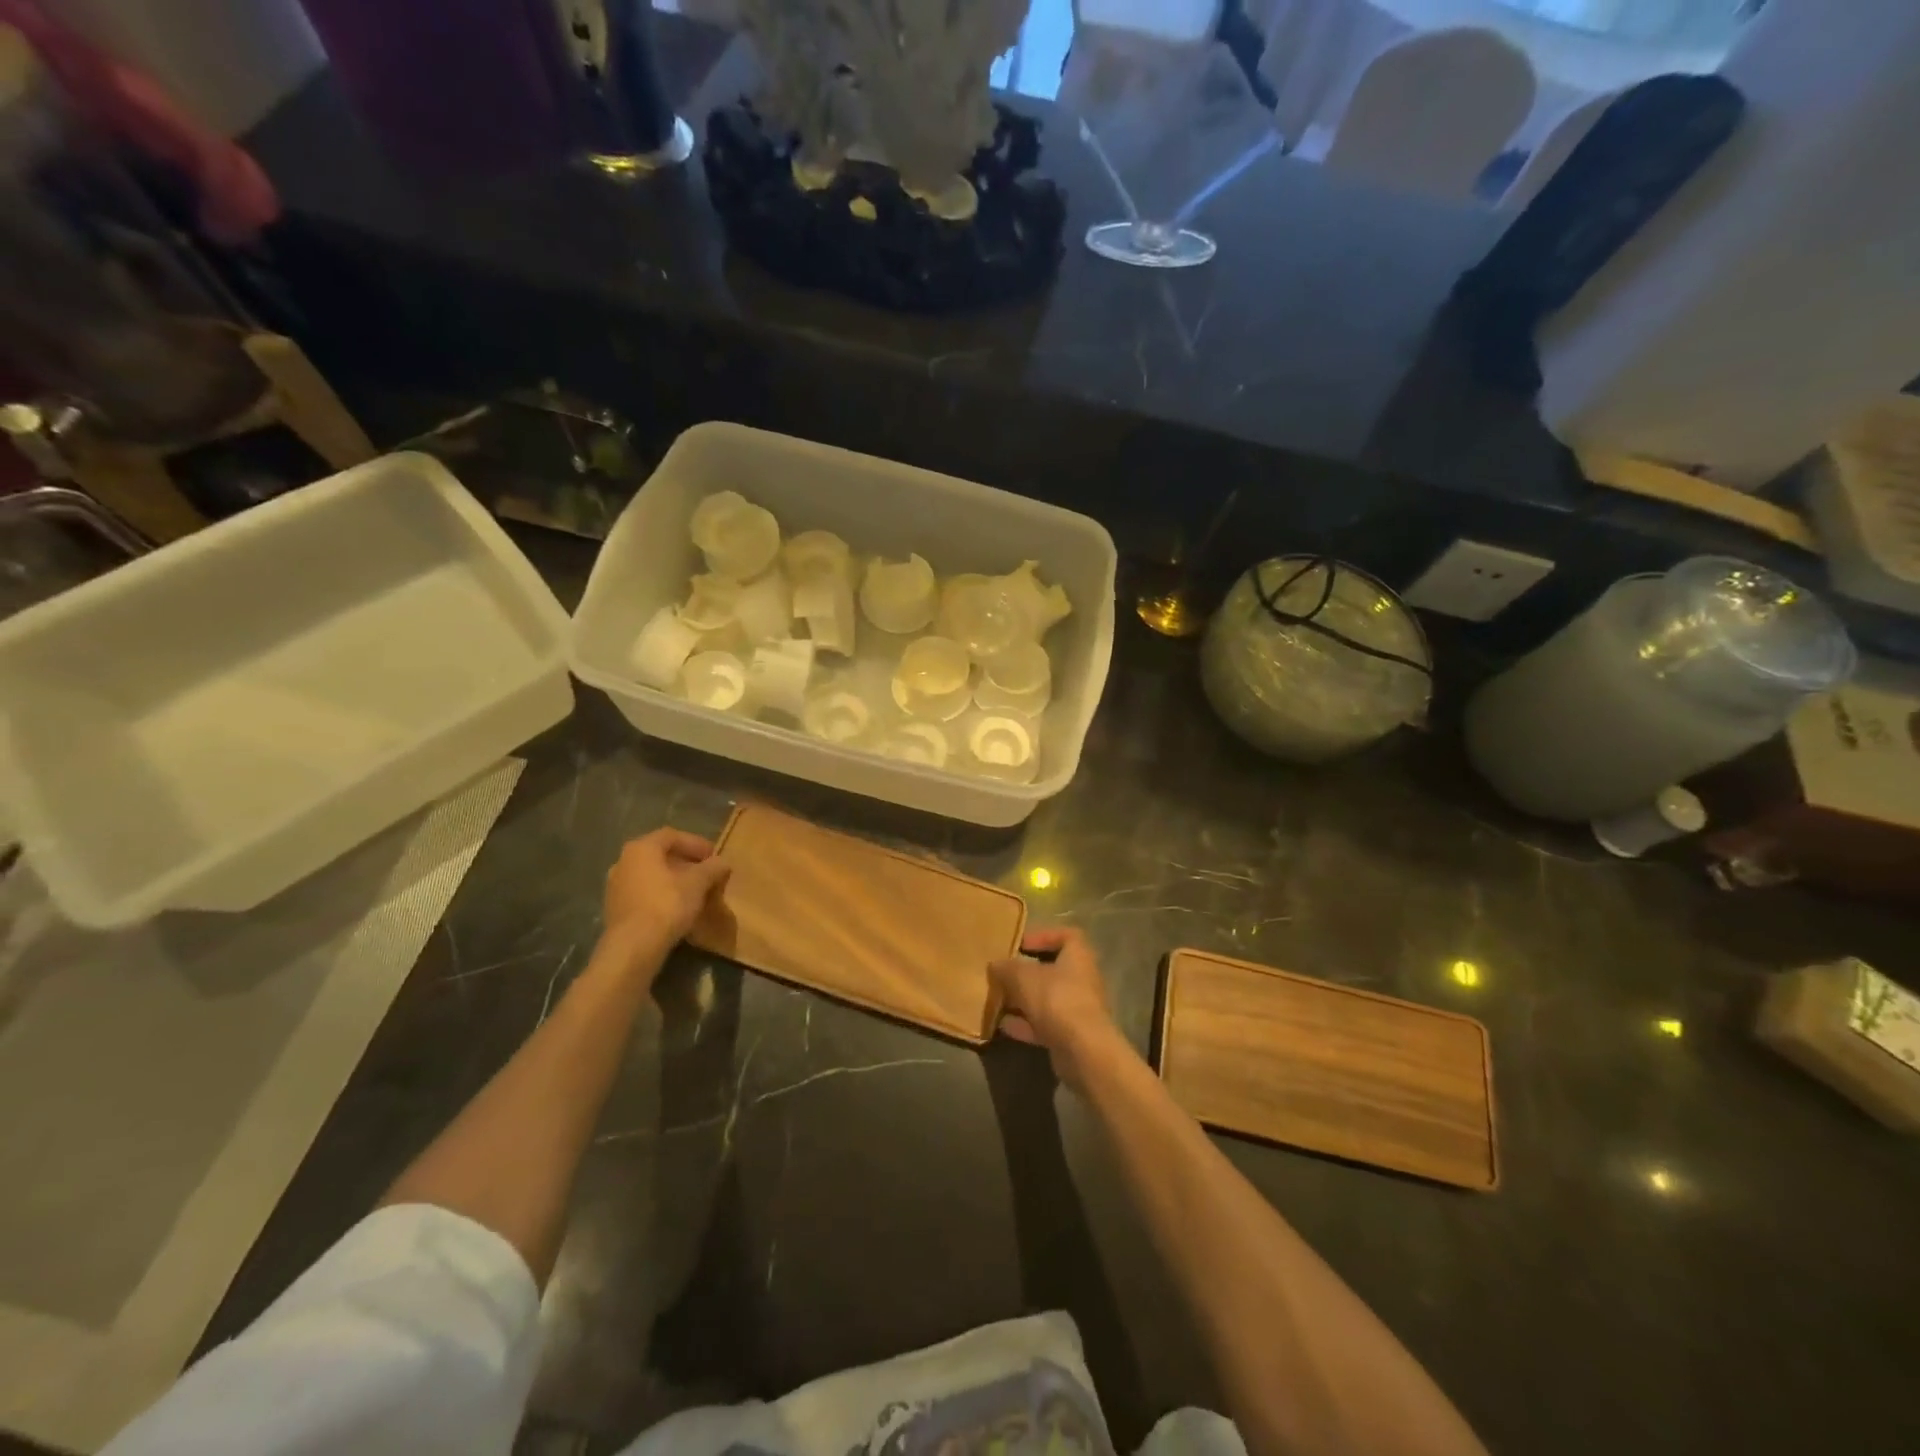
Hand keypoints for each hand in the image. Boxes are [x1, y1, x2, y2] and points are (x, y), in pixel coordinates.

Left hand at [602, 829, 729, 960]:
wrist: (633, 947)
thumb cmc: (667, 905)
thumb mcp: (698, 883)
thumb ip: (712, 868)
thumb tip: (723, 862)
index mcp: (641, 848)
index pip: (672, 836)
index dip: (696, 843)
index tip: (714, 856)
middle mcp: (623, 862)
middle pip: (660, 855)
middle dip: (686, 863)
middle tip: (706, 873)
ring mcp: (616, 886)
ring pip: (651, 875)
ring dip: (674, 880)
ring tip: (695, 892)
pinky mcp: (615, 909)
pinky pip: (644, 893)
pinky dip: (662, 895)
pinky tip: (678, 908)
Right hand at [989, 927, 1131, 1089]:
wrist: (1083, 1051)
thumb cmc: (1056, 999)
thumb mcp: (1023, 977)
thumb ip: (1007, 968)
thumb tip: (995, 964)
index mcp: (1078, 956)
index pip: (1067, 936)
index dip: (1043, 936)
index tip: (1020, 944)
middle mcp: (1082, 979)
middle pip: (1053, 970)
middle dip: (1026, 973)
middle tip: (1002, 974)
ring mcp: (1078, 1009)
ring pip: (1047, 999)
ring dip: (1023, 1000)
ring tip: (997, 1000)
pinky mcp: (1071, 1035)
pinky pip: (1045, 1024)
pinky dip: (1025, 1024)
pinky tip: (1003, 1026)